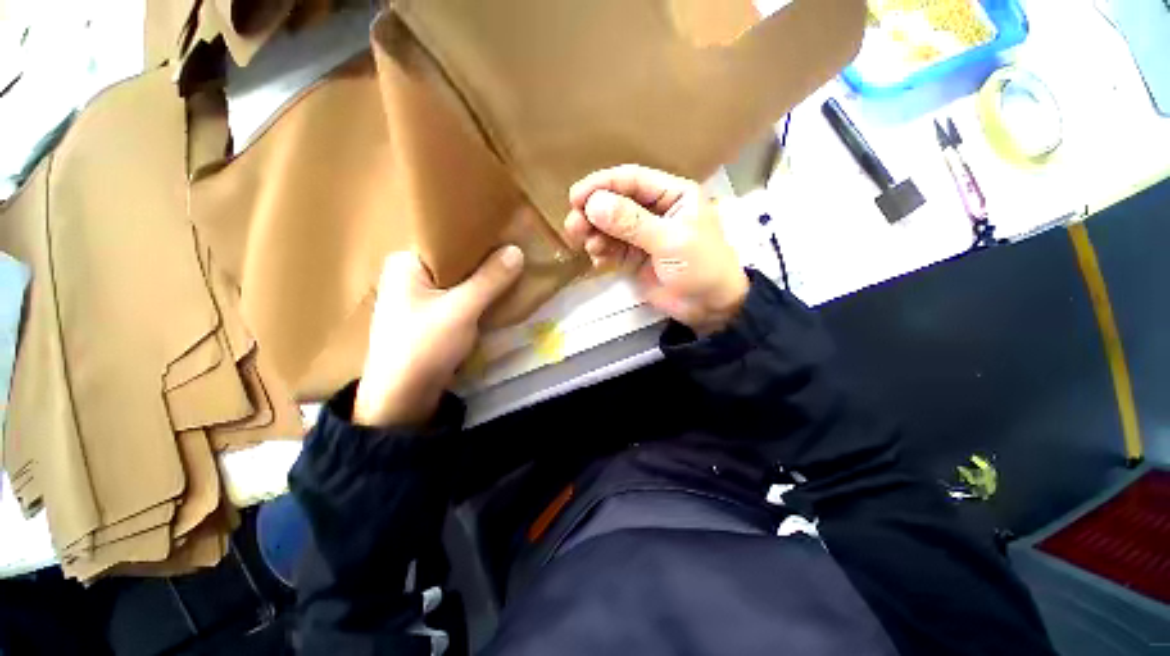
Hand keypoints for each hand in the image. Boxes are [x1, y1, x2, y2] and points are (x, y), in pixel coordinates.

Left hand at [353, 246, 523, 426]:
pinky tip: (498, 293)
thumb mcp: (461, 310)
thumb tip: (517, 250)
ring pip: (460, 279)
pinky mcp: (431, 316)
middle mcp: (409, 274)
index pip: (445, 237)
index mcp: (405, 262)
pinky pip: (460, 297)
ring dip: (484, 279)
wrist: (403, 397)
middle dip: (485, 259)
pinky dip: (478, 295)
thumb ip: (490, 280)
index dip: (477, 235)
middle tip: (515, 250)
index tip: (507, 232)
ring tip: (512, 268)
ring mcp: (420, 297)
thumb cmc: (423, 346)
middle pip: (455, 259)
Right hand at [565, 165, 747, 335]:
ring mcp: (642, 235)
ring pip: (610, 227)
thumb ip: (632, 223)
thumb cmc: (701, 268)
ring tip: (585, 245)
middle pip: (616, 202)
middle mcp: (655, 210)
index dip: (602, 185)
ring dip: (593, 234)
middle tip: (574, 226)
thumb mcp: (670, 241)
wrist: (709, 308)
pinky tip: (597, 261)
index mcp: (672, 195)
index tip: (575, 197)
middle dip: (593, 213)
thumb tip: (594, 204)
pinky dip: (600, 252)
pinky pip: (611, 249)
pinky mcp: (634, 258)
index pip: (632, 180)